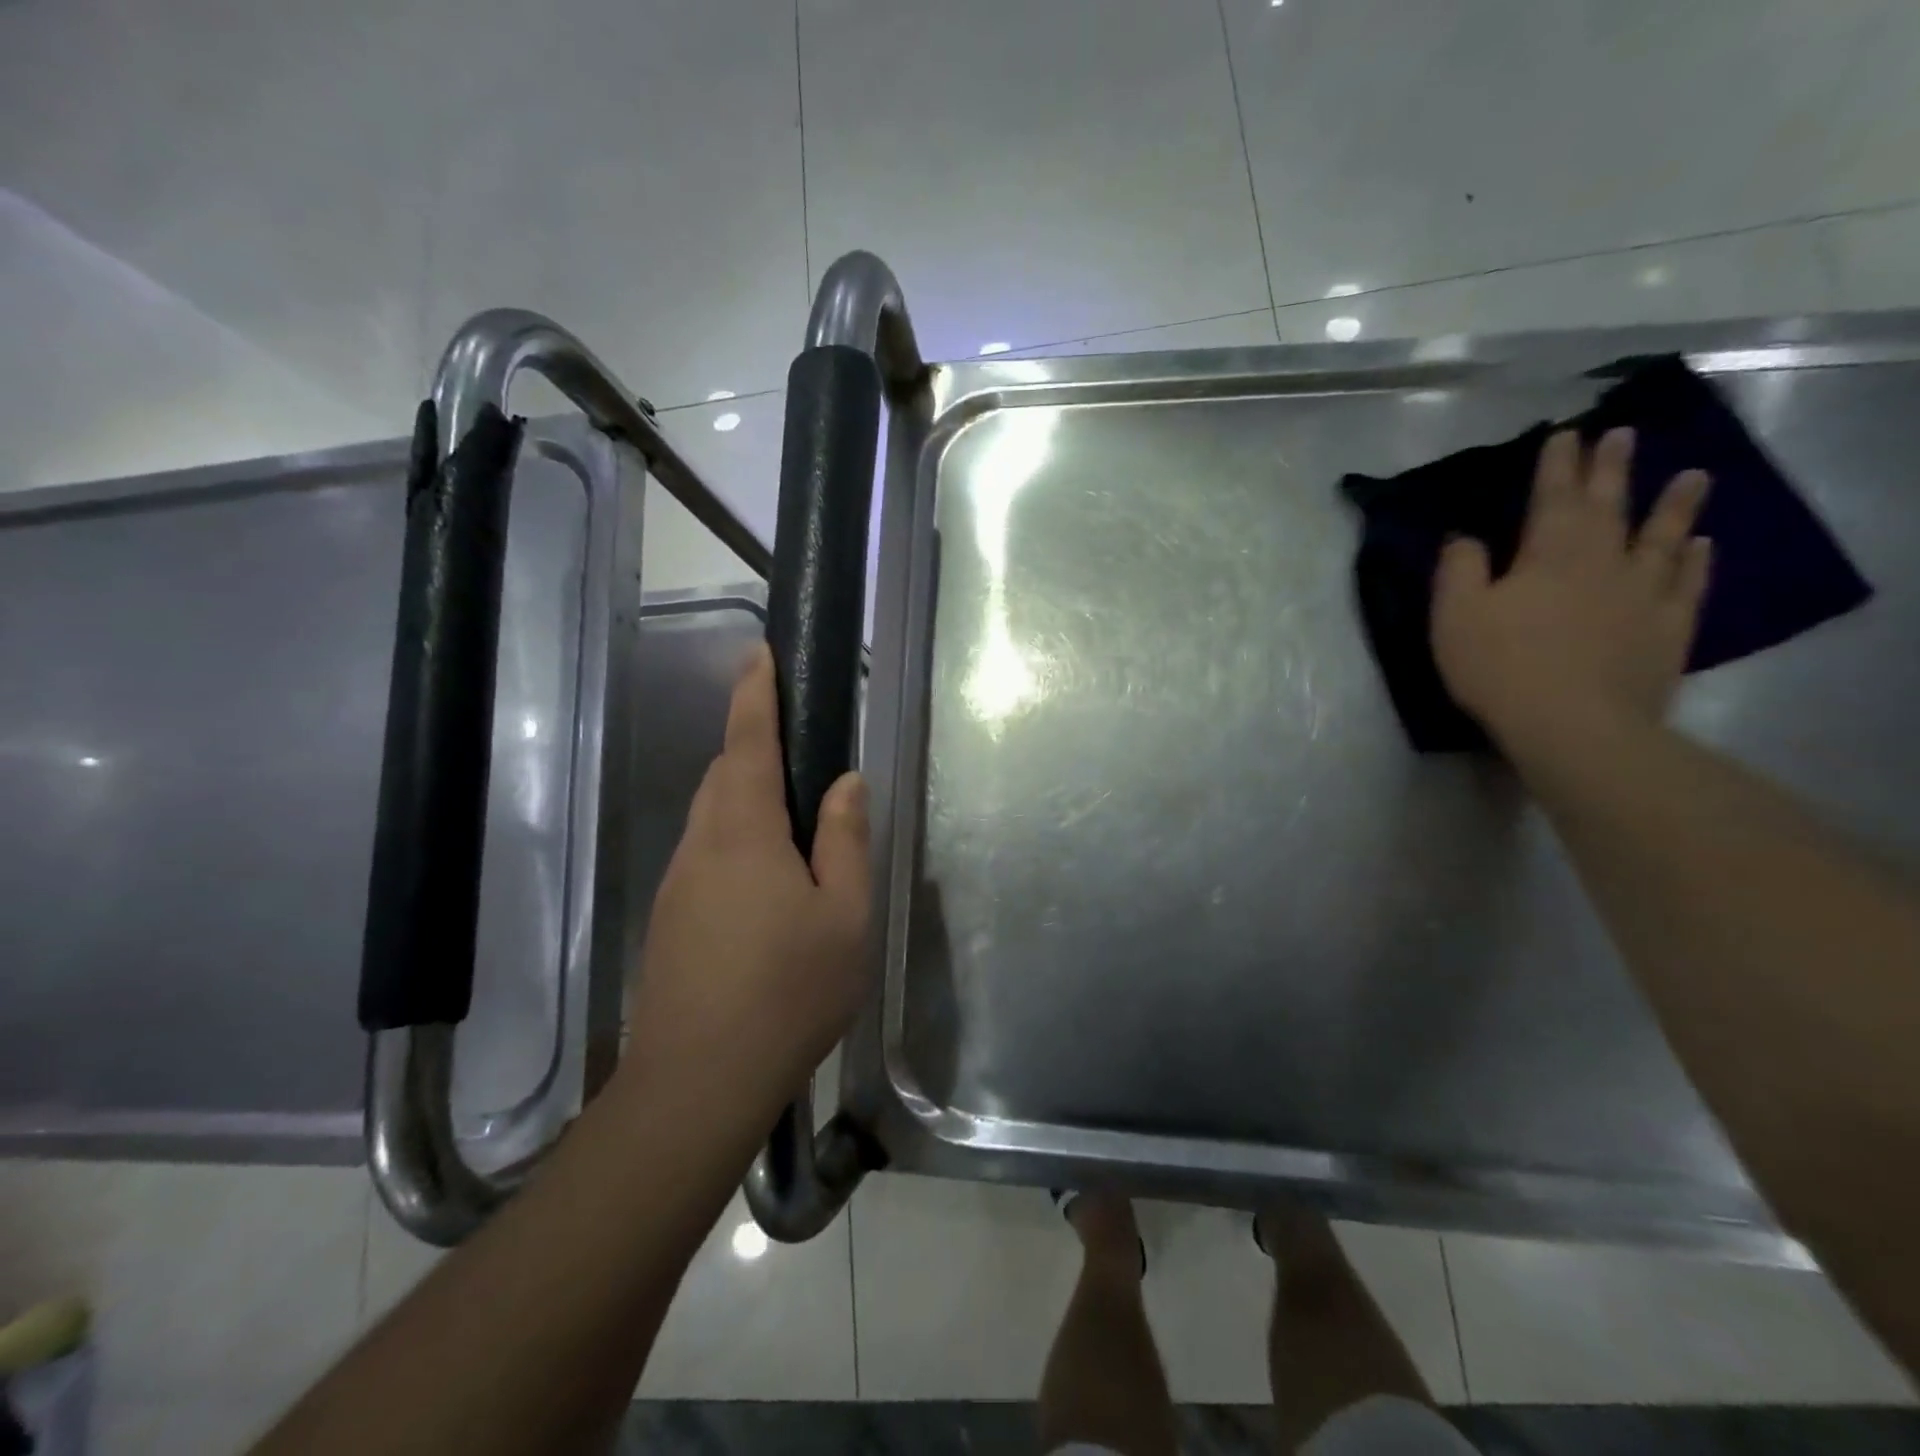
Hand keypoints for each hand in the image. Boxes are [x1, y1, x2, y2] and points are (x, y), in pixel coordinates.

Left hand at [623, 644, 870, 1121]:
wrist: (697, 1083)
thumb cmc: (788, 992)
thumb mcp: (844, 915)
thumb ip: (845, 840)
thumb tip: (845, 783)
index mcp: (743, 832)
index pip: (746, 742)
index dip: (754, 693)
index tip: (758, 654)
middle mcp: (700, 845)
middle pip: (724, 775)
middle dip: (756, 751)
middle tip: (805, 763)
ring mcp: (678, 884)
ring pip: (712, 817)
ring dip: (748, 801)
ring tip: (796, 833)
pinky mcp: (671, 919)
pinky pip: (707, 855)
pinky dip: (737, 842)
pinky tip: (769, 888)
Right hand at [1431, 426, 1711, 759]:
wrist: (1574, 724)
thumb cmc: (1501, 666)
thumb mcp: (1455, 615)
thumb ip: (1458, 569)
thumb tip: (1465, 537)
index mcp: (1549, 554)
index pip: (1554, 496)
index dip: (1557, 464)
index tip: (1566, 433)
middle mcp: (1604, 561)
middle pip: (1610, 506)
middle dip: (1612, 468)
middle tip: (1622, 435)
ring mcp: (1643, 594)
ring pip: (1664, 537)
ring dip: (1676, 505)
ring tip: (1693, 476)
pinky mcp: (1667, 630)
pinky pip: (1687, 584)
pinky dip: (1696, 560)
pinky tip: (1702, 545)